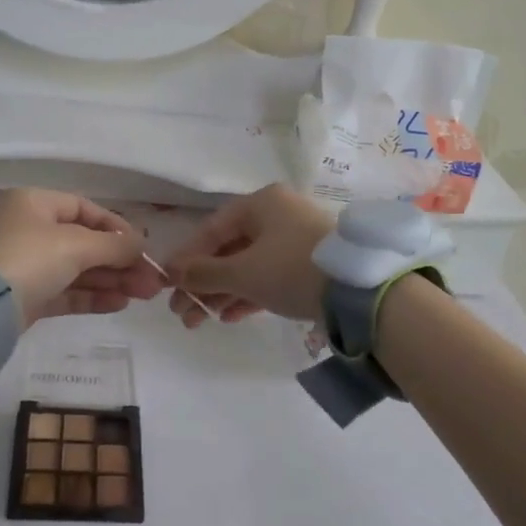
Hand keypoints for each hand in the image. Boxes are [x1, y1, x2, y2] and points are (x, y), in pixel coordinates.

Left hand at [0, 189, 161, 327]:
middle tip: (151, 281)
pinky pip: (66, 292)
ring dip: (112, 280)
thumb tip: (142, 244)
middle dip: (120, 261)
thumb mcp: (76, 245)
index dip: (116, 227)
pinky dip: (93, 296)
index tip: (142, 246)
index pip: (85, 209)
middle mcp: (30, 230)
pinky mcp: (27, 297)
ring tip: (144, 294)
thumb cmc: (29, 257)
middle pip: (85, 242)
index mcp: (35, 204)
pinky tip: (120, 303)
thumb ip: (114, 245)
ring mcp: (27, 266)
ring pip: (78, 269)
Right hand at [163, 184, 333, 327]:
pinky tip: (228, 317)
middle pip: (228, 249)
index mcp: (261, 203)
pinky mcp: (308, 266)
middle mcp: (277, 215)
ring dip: (221, 293)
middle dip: (202, 283)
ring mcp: (295, 241)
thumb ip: (204, 273)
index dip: (186, 258)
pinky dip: (247, 295)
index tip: (166, 284)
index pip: (212, 229)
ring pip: (247, 266)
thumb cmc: (292, 268)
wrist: (359, 290)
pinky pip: (268, 277)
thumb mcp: (243, 272)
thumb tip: (172, 273)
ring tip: (198, 321)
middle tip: (181, 312)